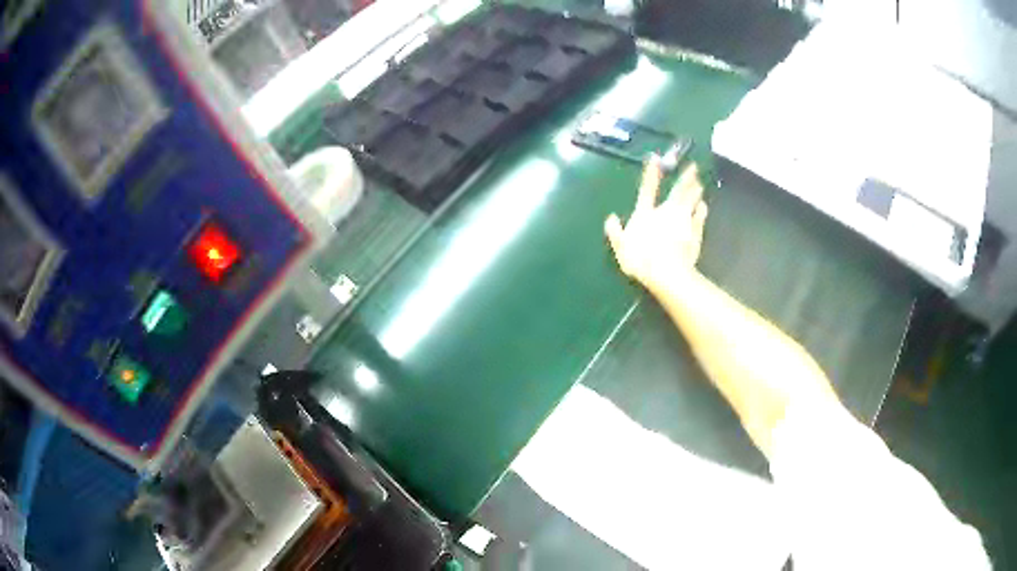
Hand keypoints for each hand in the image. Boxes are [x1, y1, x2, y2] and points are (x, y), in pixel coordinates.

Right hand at [604, 157, 707, 290]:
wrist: (667, 272)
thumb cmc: (641, 260)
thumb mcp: (620, 248)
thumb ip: (615, 231)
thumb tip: (610, 218)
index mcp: (645, 214)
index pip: (647, 189)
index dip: (651, 174)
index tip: (655, 158)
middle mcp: (666, 212)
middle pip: (677, 191)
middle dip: (685, 178)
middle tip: (693, 167)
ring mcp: (684, 221)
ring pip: (691, 201)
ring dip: (695, 191)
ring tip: (700, 184)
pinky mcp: (695, 233)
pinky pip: (700, 217)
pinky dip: (702, 210)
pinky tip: (704, 207)